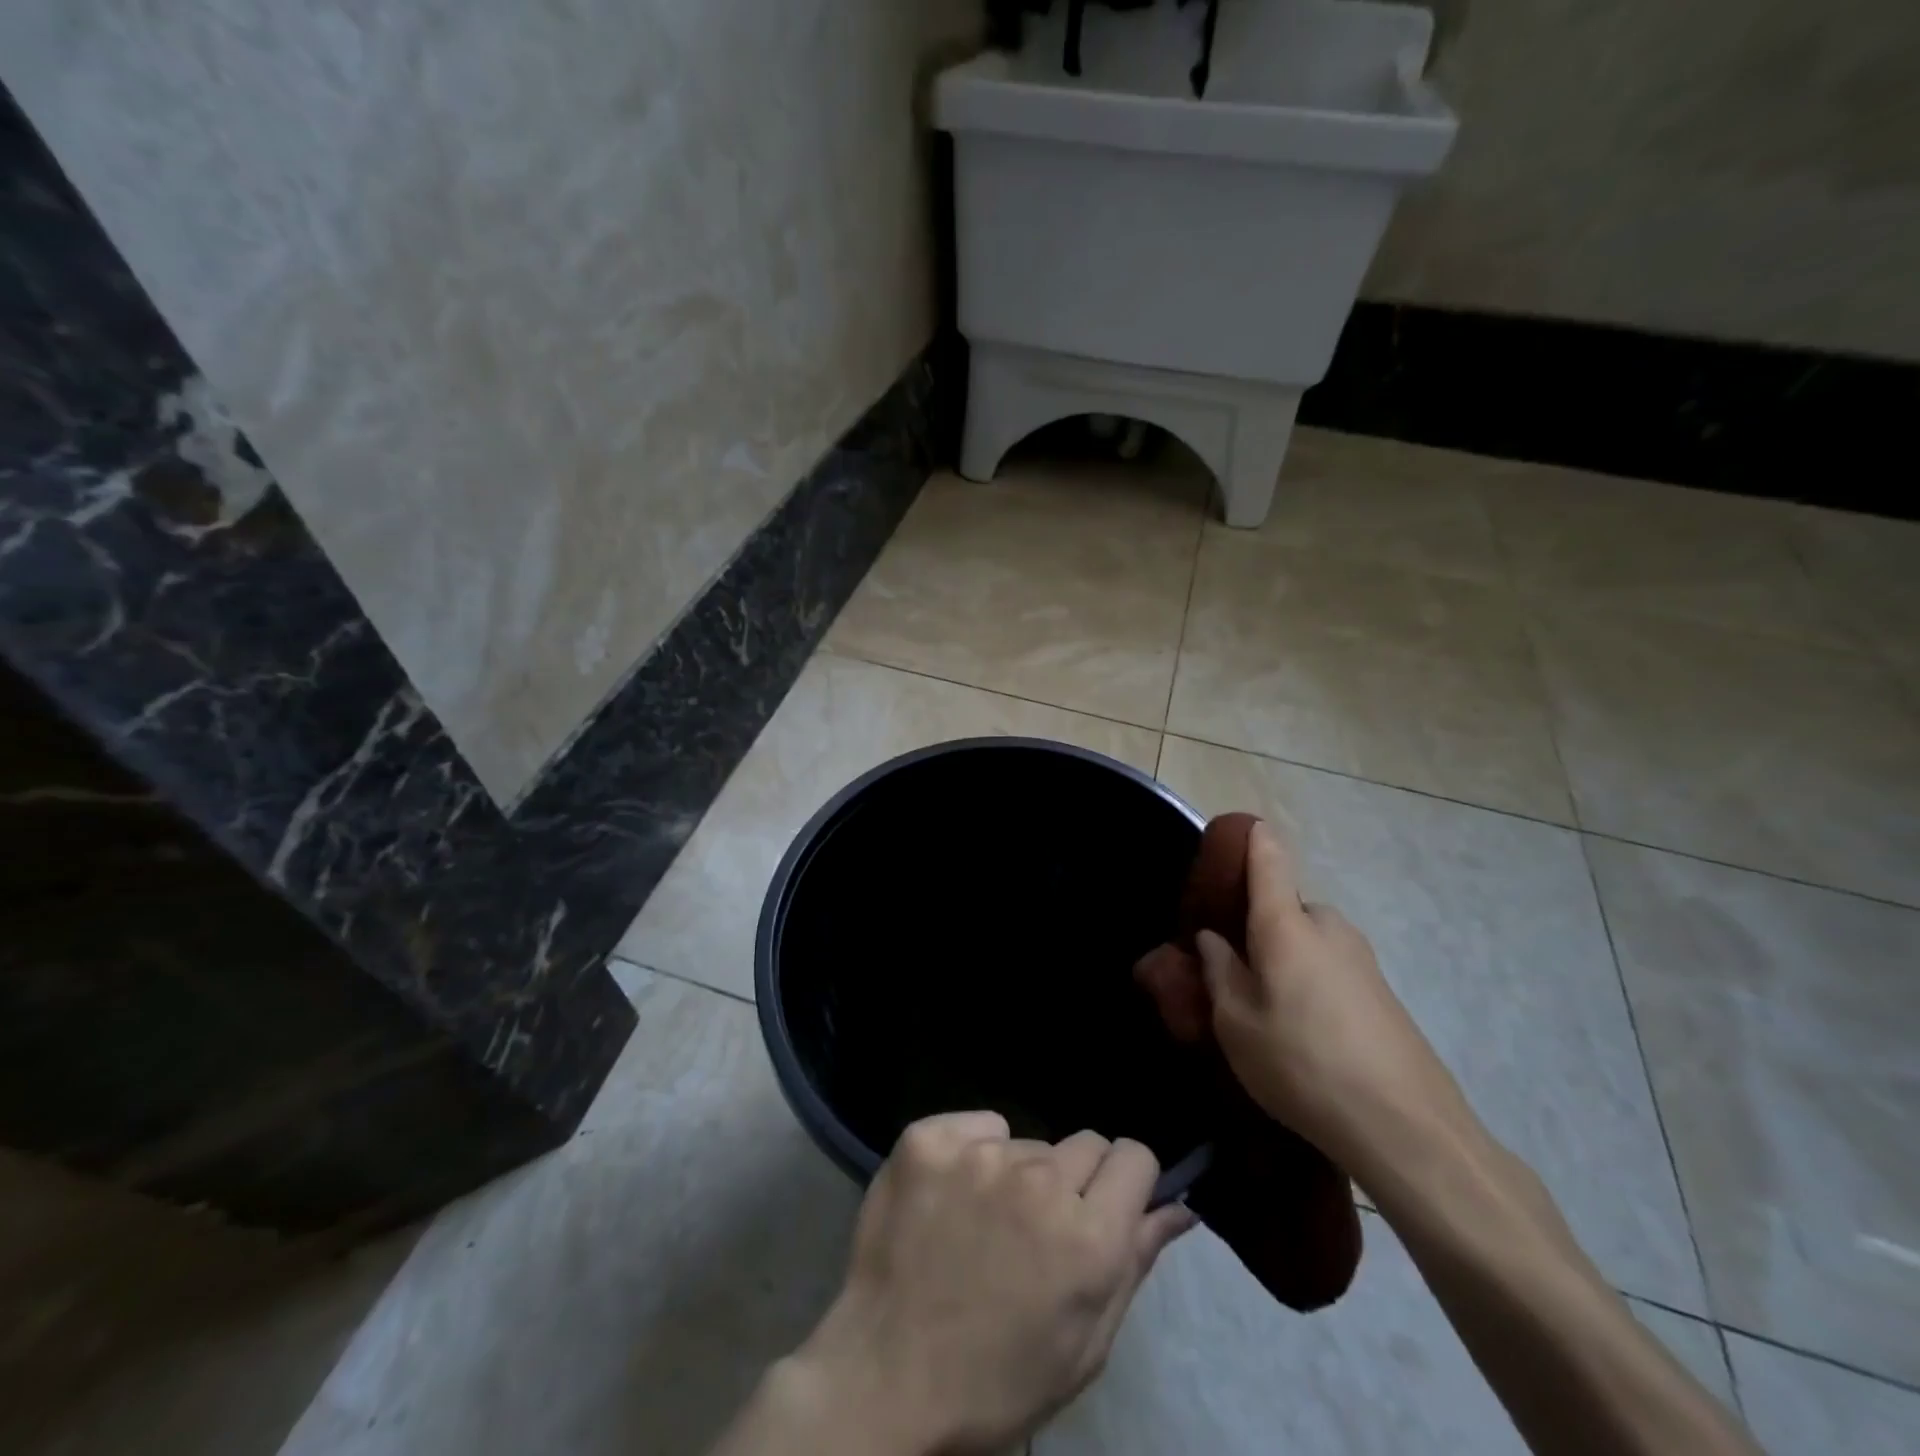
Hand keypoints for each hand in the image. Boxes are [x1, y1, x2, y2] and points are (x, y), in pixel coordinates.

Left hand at [793, 1112, 1193, 1454]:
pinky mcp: (929, 1138)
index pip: (1135, 1157)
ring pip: (1026, 1141)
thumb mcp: (1085, 1344)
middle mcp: (1041, 1179)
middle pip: (1085, 1143)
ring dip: (1018, 1173)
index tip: (1106, 1204)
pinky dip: (971, 1152)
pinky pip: (977, 1126)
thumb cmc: (997, 1380)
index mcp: (1089, 1236)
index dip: (1125, 1182)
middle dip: (1074, 1180)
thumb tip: (1179, 1206)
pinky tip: (950, 1196)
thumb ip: (1136, 1262)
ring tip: (984, 1223)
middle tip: (1040, 1226)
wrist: (884, 1380)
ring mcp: (979, 1153)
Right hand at [1137, 821, 1475, 1193]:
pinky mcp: (1382, 991)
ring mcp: (1362, 959)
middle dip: (1256, 926)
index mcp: (1286, 924)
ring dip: (1283, 958)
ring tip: (1264, 1008)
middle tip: (1231, 967)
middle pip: (1284, 907)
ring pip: (1307, 940)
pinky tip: (1303, 1031)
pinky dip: (1309, 981)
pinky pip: (1331, 966)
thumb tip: (1214, 940)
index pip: (1269, 857)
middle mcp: (1327, 927)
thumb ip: (1219, 972)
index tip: (1228, 837)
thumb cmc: (1302, 1065)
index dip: (1250, 839)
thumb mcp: (1235, 1024)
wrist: (1408, 1129)